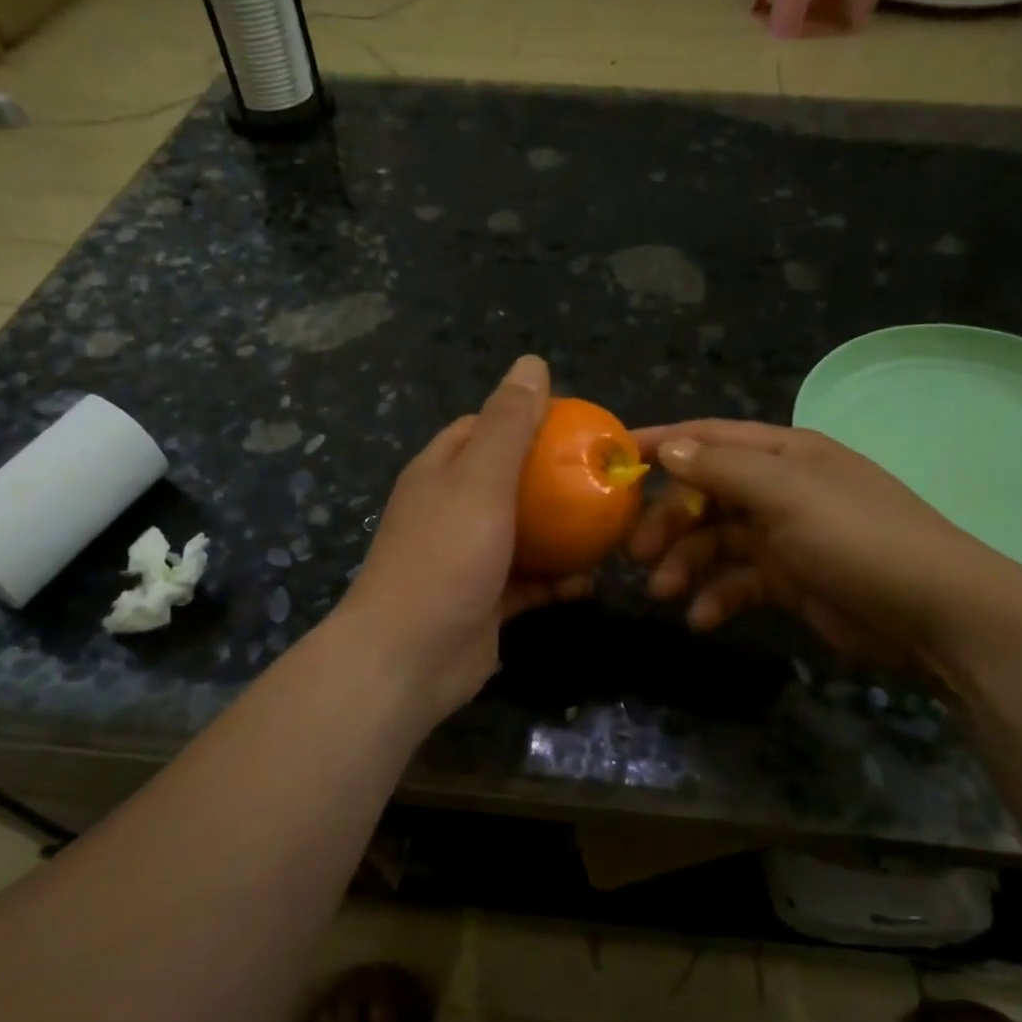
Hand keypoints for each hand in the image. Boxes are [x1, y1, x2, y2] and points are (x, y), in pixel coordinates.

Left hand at [334, 355, 589, 725]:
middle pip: (510, 481)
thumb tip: (531, 362)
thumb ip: (508, 424)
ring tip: (612, 528)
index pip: (483, 428)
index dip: (527, 419)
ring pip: (525, 534)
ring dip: (564, 533)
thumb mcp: (480, 479)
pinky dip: (557, 580)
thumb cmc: (445, 557)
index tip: (576, 424)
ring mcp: (468, 557)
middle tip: (605, 478)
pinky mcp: (485, 601)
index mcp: (441, 471)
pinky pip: (529, 582)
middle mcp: (451, 509)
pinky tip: (591, 581)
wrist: (409, 659)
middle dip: (555, 479)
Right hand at [627, 420, 1021, 681]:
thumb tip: (670, 449)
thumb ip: (723, 471)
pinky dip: (717, 596)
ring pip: (717, 542)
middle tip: (635, 554)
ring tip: (665, 592)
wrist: (937, 614)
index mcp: (783, 454)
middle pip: (706, 495)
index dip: (663, 444)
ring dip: (686, 563)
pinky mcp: (792, 581)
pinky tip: (702, 618)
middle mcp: (781, 489)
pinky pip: (739, 581)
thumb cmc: (857, 539)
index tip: (614, 459)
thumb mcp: (787, 496)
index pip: (710, 437)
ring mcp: (786, 536)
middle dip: (668, 521)